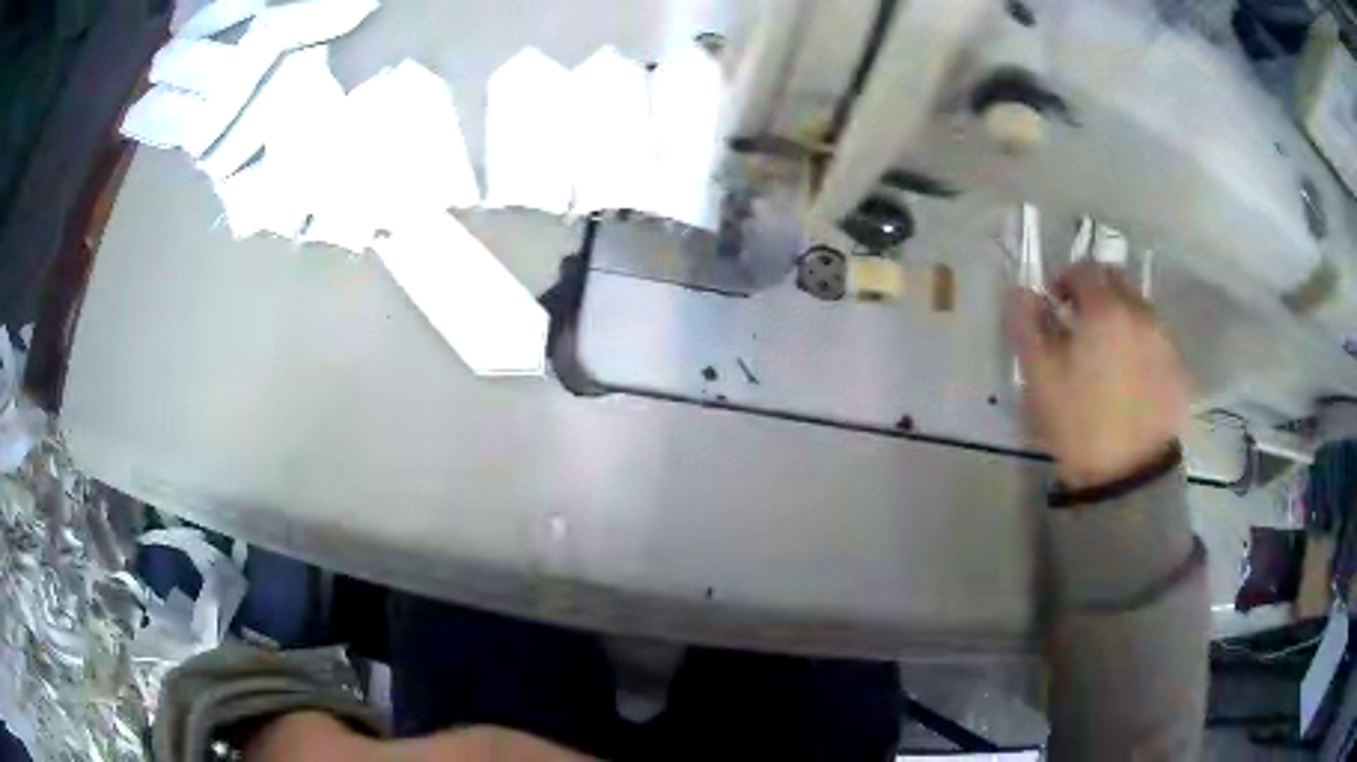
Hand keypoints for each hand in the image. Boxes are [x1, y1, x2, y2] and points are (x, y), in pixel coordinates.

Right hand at [1007, 262, 1188, 488]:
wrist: (1127, 476)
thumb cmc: (1078, 422)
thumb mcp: (1039, 376)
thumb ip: (1027, 325)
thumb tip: (1022, 292)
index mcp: (1105, 309)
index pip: (1085, 269)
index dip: (1065, 280)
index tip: (1055, 305)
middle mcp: (1140, 314)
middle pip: (1117, 282)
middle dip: (1096, 293)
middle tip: (1081, 325)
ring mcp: (1164, 341)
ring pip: (1140, 310)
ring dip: (1121, 318)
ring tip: (1108, 356)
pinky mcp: (1178, 370)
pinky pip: (1156, 340)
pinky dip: (1141, 345)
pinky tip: (1130, 379)